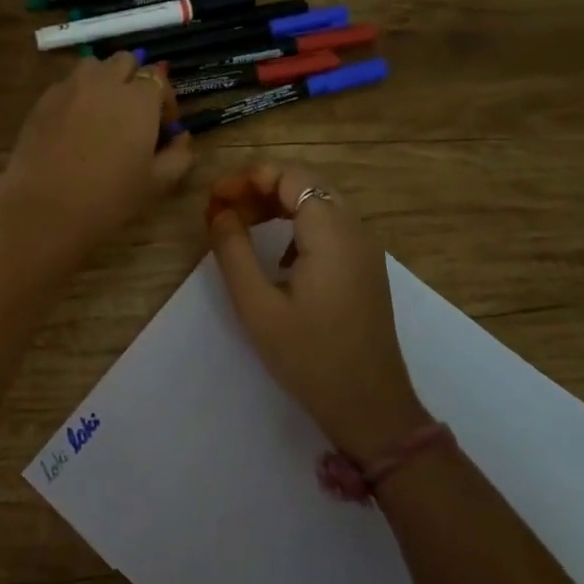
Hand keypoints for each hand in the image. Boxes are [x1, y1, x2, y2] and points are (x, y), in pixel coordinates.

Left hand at [0, 53, 194, 260]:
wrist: (44, 208)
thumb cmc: (108, 199)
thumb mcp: (155, 184)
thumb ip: (178, 156)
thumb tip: (181, 138)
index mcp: (139, 99)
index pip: (157, 78)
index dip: (164, 100)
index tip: (162, 126)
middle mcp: (105, 82)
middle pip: (125, 61)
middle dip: (133, 80)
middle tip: (133, 114)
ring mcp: (70, 87)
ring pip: (93, 66)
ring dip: (104, 80)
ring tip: (102, 112)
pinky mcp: (43, 99)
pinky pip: (67, 84)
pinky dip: (77, 95)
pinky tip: (73, 126)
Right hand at [208, 163, 430, 461]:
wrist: (370, 406)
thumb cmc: (309, 357)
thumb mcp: (257, 306)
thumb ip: (233, 251)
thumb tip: (219, 212)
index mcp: (331, 234)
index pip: (291, 177)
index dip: (248, 178)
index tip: (214, 199)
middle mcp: (355, 230)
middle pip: (306, 183)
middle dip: (260, 188)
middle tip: (222, 210)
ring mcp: (366, 249)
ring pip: (319, 202)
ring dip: (278, 204)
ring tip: (240, 224)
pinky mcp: (366, 267)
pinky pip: (331, 225)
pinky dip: (298, 222)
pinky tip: (277, 254)